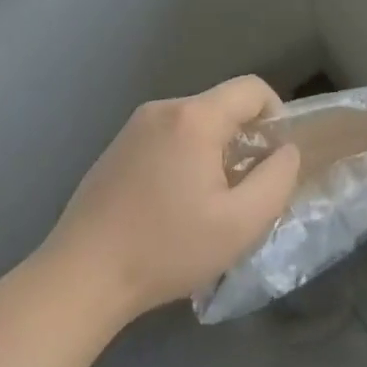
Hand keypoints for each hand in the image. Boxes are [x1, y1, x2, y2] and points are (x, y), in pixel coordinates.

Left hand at [41, 76, 300, 320]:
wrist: (80, 278)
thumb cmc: (166, 249)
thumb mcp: (241, 224)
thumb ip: (277, 178)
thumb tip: (286, 151)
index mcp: (194, 118)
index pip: (253, 88)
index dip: (276, 115)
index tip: (274, 158)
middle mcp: (164, 109)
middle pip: (223, 105)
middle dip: (244, 139)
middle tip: (243, 189)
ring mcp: (135, 126)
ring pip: (196, 122)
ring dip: (214, 150)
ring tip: (208, 202)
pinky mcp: (117, 147)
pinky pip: (168, 136)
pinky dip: (185, 157)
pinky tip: (172, 204)